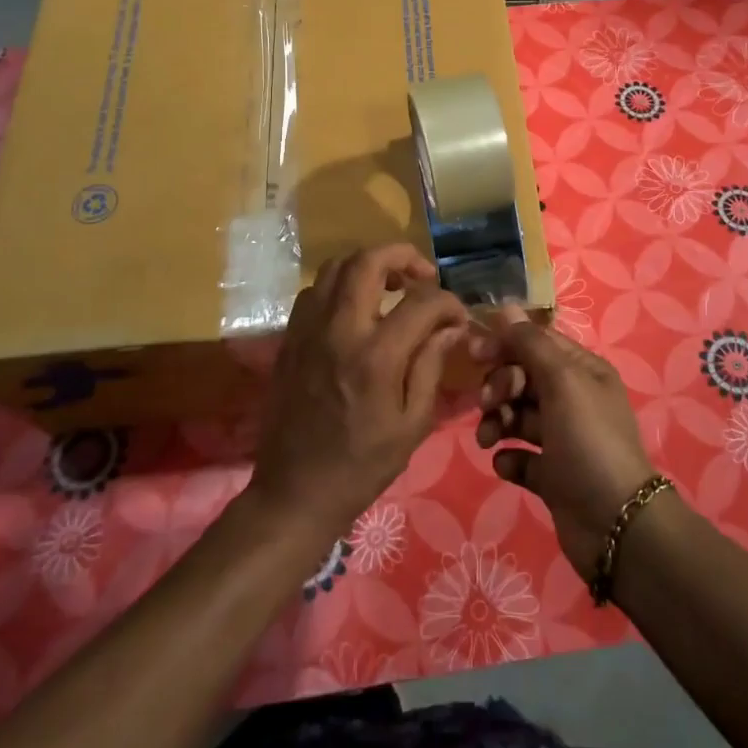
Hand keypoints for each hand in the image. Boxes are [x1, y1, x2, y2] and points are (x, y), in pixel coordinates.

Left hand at [250, 244, 470, 539]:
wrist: (295, 491)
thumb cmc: (362, 465)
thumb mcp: (412, 423)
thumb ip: (431, 365)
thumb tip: (451, 326)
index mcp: (376, 356)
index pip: (421, 302)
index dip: (448, 302)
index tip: (458, 316)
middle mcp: (339, 330)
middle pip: (368, 261)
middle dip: (403, 256)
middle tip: (423, 276)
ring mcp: (308, 330)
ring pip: (335, 267)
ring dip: (369, 265)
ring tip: (392, 286)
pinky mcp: (290, 338)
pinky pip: (315, 291)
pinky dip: (341, 285)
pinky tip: (358, 308)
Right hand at [475, 306, 657, 577]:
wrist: (615, 524)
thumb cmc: (588, 440)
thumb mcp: (562, 382)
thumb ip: (530, 343)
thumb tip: (505, 307)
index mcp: (582, 371)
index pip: (536, 343)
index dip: (505, 344)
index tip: (474, 354)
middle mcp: (573, 400)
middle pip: (523, 378)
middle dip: (500, 386)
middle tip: (489, 403)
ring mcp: (562, 439)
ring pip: (517, 416)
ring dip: (497, 421)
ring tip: (487, 440)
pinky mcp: (552, 475)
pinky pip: (520, 455)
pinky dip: (509, 456)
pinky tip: (506, 463)